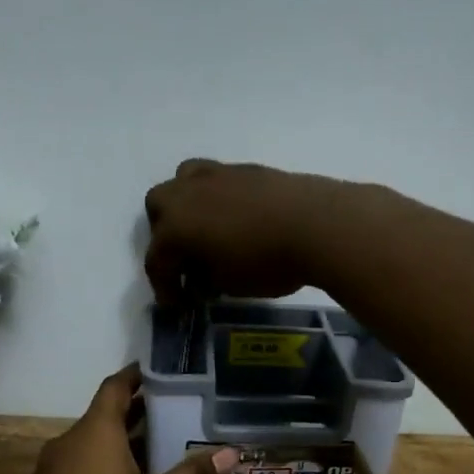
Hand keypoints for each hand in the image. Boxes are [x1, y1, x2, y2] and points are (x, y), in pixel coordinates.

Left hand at [8, 365, 237, 473]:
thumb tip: (231, 453)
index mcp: (94, 432)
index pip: (114, 388)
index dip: (135, 376)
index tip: (158, 371)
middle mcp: (67, 442)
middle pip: (103, 415)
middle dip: (135, 413)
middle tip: (172, 411)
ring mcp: (51, 469)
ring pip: (89, 443)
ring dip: (120, 441)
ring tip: (157, 447)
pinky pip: (77, 466)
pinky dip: (102, 463)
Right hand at [143, 158, 356, 302]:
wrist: (316, 223)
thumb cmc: (266, 263)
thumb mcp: (228, 284)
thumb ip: (205, 278)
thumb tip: (201, 274)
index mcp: (175, 227)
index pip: (157, 260)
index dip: (164, 287)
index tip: (175, 305)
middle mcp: (185, 194)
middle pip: (158, 210)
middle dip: (165, 236)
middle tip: (186, 261)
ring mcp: (215, 175)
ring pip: (182, 182)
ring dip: (185, 206)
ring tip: (205, 230)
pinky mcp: (243, 168)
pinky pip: (215, 180)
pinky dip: (214, 199)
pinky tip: (235, 220)